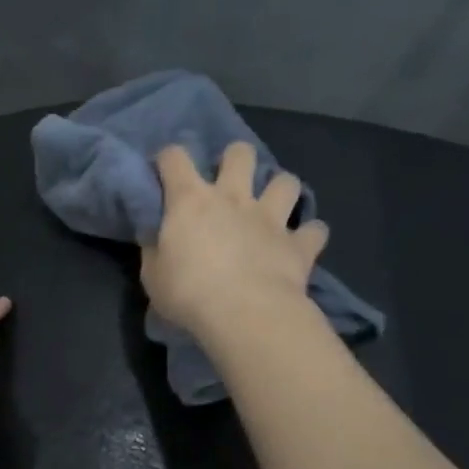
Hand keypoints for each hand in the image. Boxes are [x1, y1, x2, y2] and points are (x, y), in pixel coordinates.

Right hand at [141, 142, 327, 342]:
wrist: (244, 314)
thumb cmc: (188, 293)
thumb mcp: (153, 274)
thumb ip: (155, 247)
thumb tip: (154, 234)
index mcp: (190, 200)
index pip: (174, 157)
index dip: (167, 159)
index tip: (164, 172)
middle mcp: (233, 197)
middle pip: (240, 154)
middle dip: (235, 159)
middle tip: (228, 181)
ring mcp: (270, 218)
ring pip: (286, 182)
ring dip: (280, 189)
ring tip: (272, 205)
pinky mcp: (298, 244)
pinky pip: (315, 230)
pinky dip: (309, 234)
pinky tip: (301, 242)